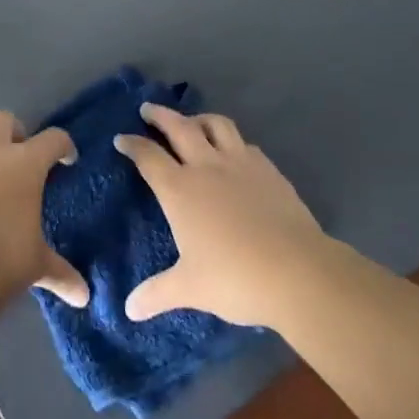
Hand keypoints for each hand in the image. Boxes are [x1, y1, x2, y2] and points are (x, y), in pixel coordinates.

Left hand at [0, 111, 89, 307]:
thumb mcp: (36, 265)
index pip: (52, 139)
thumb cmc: (2, 260)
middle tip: (22, 158)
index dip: (63, 147)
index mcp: (23, 164)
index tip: (67, 160)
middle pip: (2, 120)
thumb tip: (82, 294)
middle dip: (14, 132)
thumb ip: (60, 272)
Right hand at [115, 104, 329, 325]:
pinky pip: (245, 144)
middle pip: (179, 127)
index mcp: (180, 189)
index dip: (132, 145)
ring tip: (192, 122)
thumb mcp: (189, 288)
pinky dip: (232, 142)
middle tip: (148, 109)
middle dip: (160, 115)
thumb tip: (128, 309)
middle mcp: (206, 166)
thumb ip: (157, 293)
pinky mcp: (268, 169)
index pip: (148, 157)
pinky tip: (234, 153)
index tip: (121, 138)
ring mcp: (240, 163)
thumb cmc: (234, 277)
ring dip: (199, 118)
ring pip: (216, 125)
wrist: (296, 270)